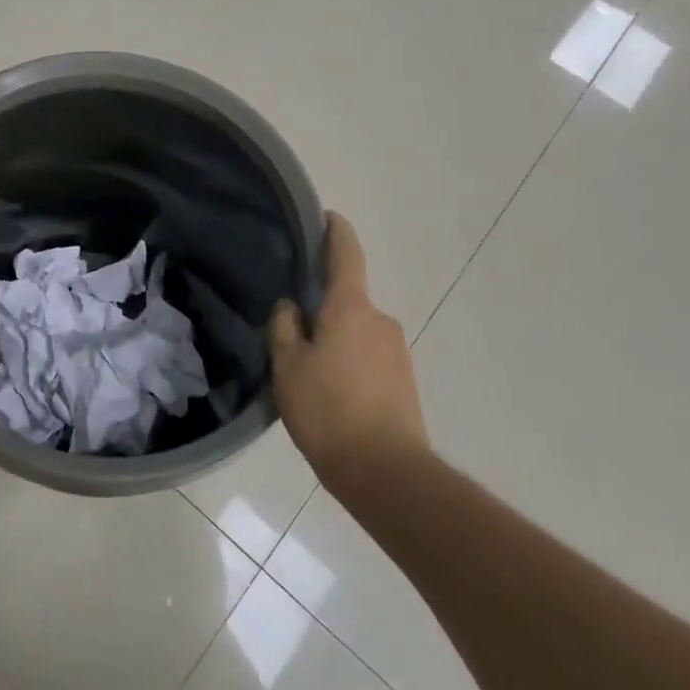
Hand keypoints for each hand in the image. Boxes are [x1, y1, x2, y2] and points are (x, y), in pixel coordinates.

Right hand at [269, 213, 429, 495]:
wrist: (387, 473)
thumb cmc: (328, 411)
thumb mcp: (288, 368)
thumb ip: (284, 328)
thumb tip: (291, 307)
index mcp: (351, 308)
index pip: (345, 255)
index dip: (336, 232)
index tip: (327, 216)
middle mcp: (380, 320)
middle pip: (346, 300)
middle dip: (323, 309)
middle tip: (292, 333)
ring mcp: (398, 351)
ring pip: (356, 332)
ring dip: (336, 341)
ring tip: (309, 374)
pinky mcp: (405, 380)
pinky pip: (369, 357)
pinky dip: (350, 364)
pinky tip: (332, 394)